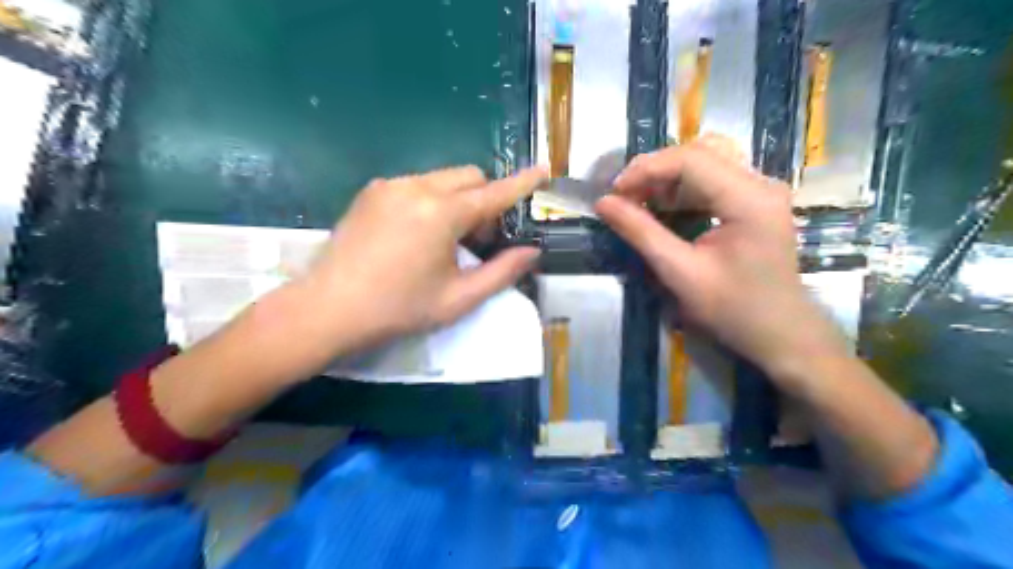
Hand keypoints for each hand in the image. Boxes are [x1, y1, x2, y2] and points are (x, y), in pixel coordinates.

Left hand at [299, 163, 544, 351]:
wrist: (328, 308)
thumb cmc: (399, 308)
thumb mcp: (458, 298)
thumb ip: (501, 272)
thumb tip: (532, 252)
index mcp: (441, 213)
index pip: (494, 192)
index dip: (522, 183)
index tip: (543, 170)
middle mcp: (417, 187)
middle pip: (469, 176)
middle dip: (484, 200)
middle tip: (478, 239)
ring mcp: (390, 185)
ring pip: (442, 179)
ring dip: (457, 201)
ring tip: (444, 240)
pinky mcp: (372, 191)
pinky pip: (416, 184)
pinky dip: (431, 200)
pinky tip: (416, 234)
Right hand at [595, 140, 847, 383]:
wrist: (781, 334)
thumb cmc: (733, 310)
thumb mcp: (680, 273)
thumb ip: (641, 233)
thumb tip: (603, 203)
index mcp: (749, 199)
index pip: (691, 159)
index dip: (646, 169)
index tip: (615, 192)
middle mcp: (761, 183)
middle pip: (701, 151)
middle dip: (657, 168)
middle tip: (626, 194)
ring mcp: (762, 190)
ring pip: (708, 160)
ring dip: (669, 175)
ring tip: (641, 200)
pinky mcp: (756, 201)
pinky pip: (715, 178)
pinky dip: (684, 187)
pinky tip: (665, 207)